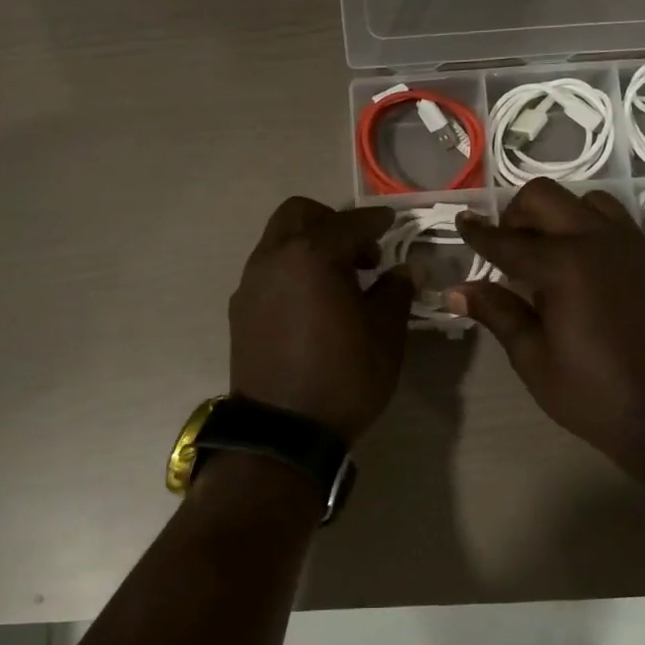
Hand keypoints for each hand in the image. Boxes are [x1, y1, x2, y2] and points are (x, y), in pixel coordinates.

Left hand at [230, 198, 414, 442]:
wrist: (282, 431)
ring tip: (337, 280)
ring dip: (309, 245)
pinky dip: (291, 270)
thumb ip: (395, 292)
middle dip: (333, 222)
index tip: (393, 224)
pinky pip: (268, 270)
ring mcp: (251, 283)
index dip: (376, 222)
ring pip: (279, 240)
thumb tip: (404, 270)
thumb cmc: (343, 377)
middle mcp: (274, 258)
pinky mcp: (240, 309)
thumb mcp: (385, 335)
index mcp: (312, 256)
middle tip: (360, 253)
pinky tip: (311, 303)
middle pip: (300, 214)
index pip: (350, 223)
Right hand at [449, 180, 644, 467]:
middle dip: (515, 214)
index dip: (478, 233)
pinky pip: (612, 219)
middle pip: (544, 197)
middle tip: (503, 248)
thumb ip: (497, 313)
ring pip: (583, 200)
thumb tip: (455, 290)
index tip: (461, 222)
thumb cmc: (592, 393)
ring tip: (543, 251)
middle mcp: (595, 240)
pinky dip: (586, 224)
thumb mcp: (533, 359)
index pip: (506, 240)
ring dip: (555, 214)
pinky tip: (577, 261)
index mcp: (562, 266)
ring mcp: (628, 244)